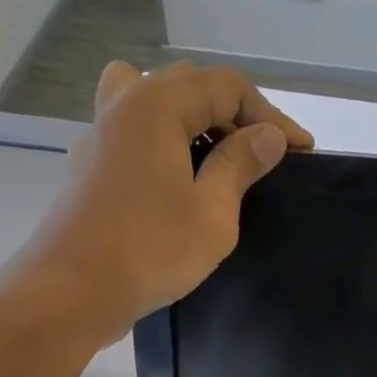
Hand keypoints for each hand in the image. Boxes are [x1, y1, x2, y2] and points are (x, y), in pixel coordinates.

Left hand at [27, 60, 312, 347]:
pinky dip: (164, 143)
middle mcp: (124, 103)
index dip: (270, 117)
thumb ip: (240, 166)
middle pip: (189, 86)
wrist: (75, 289)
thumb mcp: (212, 213)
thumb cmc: (151, 250)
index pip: (227, 87)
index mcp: (157, 103)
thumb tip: (267, 136)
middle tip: (265, 156)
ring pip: (154, 102)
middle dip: (235, 115)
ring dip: (193, 121)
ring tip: (218, 157)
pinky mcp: (89, 165)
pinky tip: (178, 180)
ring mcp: (100, 133)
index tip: (301, 153)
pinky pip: (134, 134)